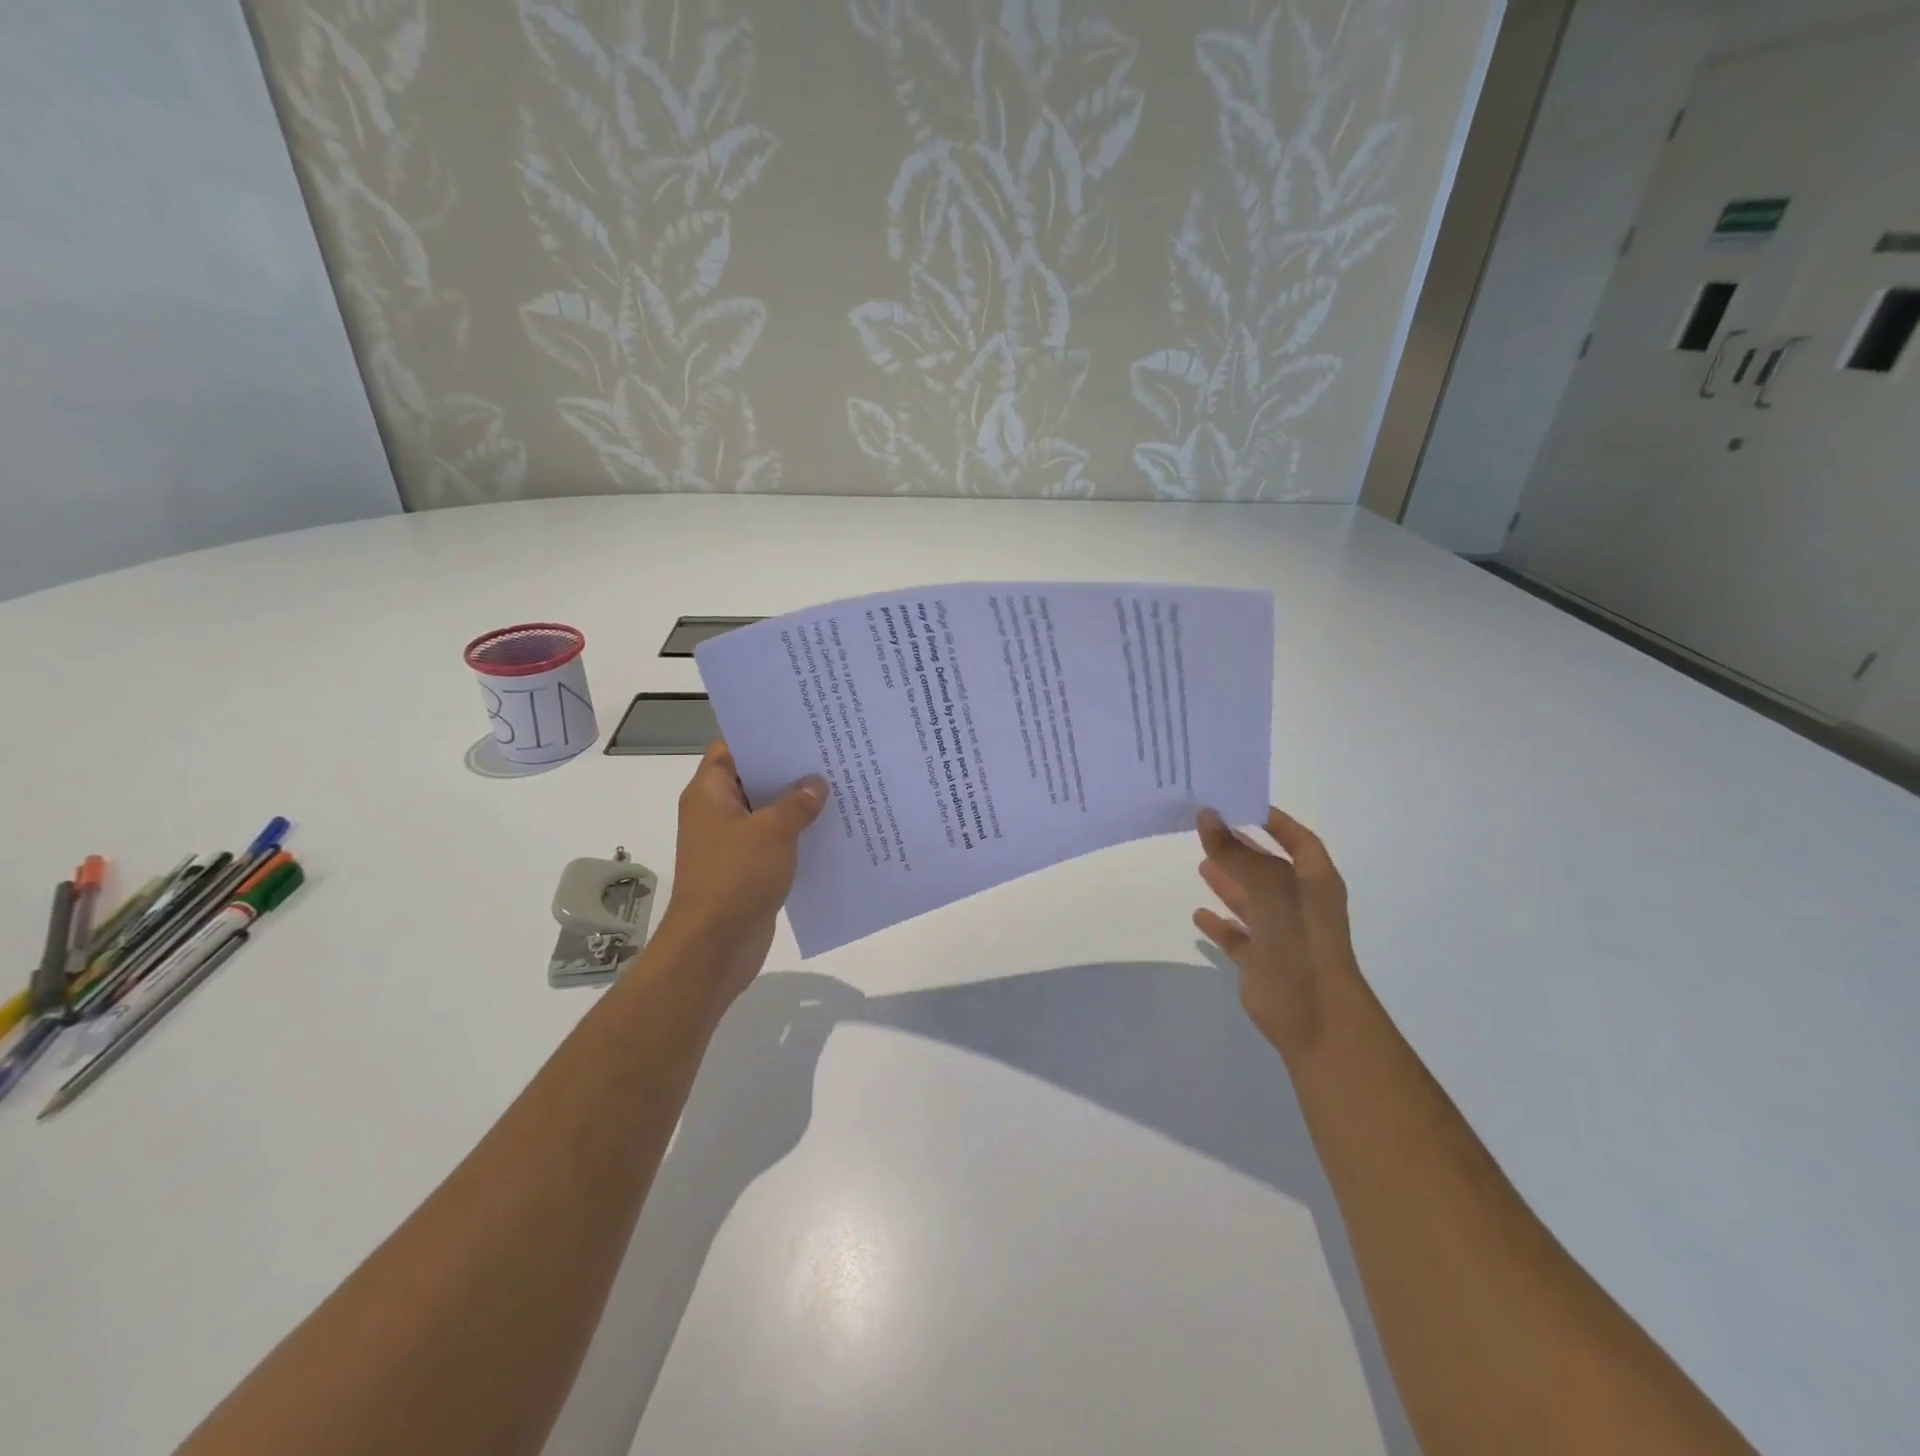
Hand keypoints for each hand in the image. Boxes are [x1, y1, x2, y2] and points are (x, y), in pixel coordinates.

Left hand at [655, 741, 828, 1008]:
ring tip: (840, 785)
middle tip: (831, 751)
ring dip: (798, 803)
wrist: (715, 946)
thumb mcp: (772, 831)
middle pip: (754, 777)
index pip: (732, 747)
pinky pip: (776, 841)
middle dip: (790, 768)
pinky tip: (833, 827)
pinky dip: (798, 834)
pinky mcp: (748, 868)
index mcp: (710, 793)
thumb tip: (817, 783)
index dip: (763, 734)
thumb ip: (797, 802)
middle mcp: (717, 812)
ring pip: (769, 812)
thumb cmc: (735, 877)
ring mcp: (732, 842)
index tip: (801, 724)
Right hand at [1194, 806, 1361, 1064]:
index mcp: (1316, 882)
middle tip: (1207, 828)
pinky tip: (1199, 914)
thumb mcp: (1268, 887)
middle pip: (1268, 867)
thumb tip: (1207, 815)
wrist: (1314, 1015)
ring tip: (1201, 862)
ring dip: (1228, 881)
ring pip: (1251, 900)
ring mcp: (1281, 934)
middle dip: (1242, 848)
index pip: (1298, 840)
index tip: (1240, 804)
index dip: (1275, 821)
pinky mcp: (1262, 961)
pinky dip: (1220, 924)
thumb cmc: (1300, 941)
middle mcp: (1300, 904)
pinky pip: (1237, 937)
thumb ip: (1236, 854)